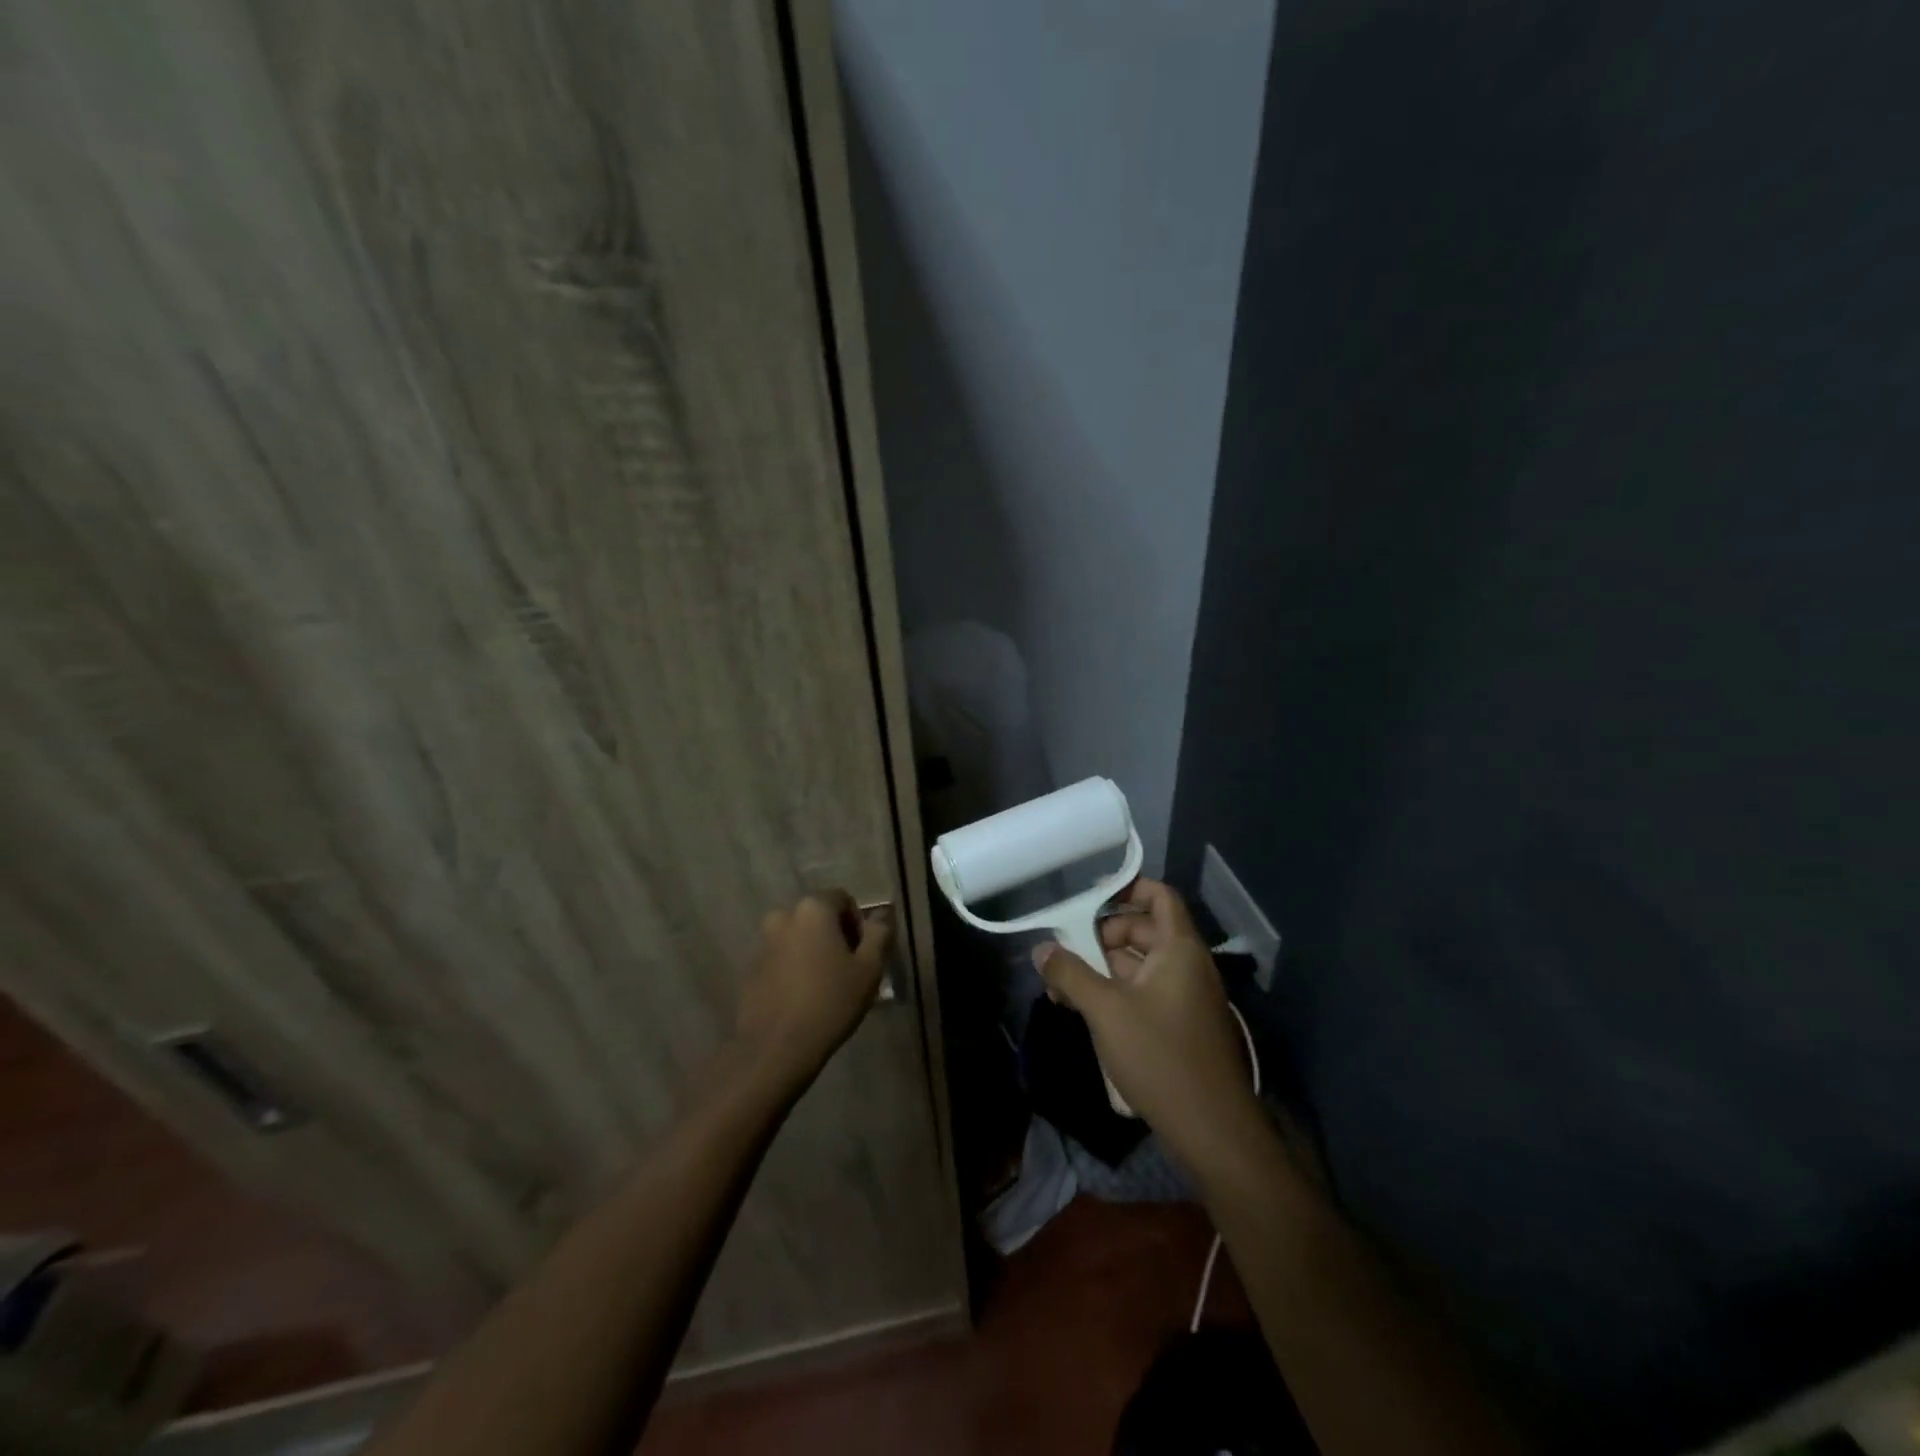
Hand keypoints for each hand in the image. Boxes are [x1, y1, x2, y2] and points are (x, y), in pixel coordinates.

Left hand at [734, 890, 889, 1095]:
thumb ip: (879, 933)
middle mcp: (783, 917)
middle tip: (848, 970)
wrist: (776, 1048)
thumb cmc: (830, 1002)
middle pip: (818, 917)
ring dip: (813, 952)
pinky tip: (803, 999)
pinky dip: (794, 969)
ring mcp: (763, 943)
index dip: (858, 923)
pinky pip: (781, 959)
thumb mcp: (869, 968)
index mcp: (813, 909)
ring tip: (825, 987)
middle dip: (835, 936)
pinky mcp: (751, 970)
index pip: (843, 899)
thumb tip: (883, 914)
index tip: (863, 954)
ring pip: (798, 938)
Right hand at [1033, 878, 1259, 1172]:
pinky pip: (1147, 991)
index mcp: (1179, 949)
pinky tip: (1087, 1011)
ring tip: (1065, 986)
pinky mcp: (1182, 1025)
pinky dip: (1118, 991)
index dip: (1128, 888)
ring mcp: (1187, 997)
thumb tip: (1041, 949)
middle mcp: (1188, 965)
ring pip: (1141, 964)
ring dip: (1104, 967)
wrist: (1212, 1129)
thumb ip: (1070, 974)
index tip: (1090, 898)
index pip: (1160, 896)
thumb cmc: (1160, 1057)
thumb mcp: (1105, 1011)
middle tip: (1067, 952)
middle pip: (1144, 930)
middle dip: (1102, 935)